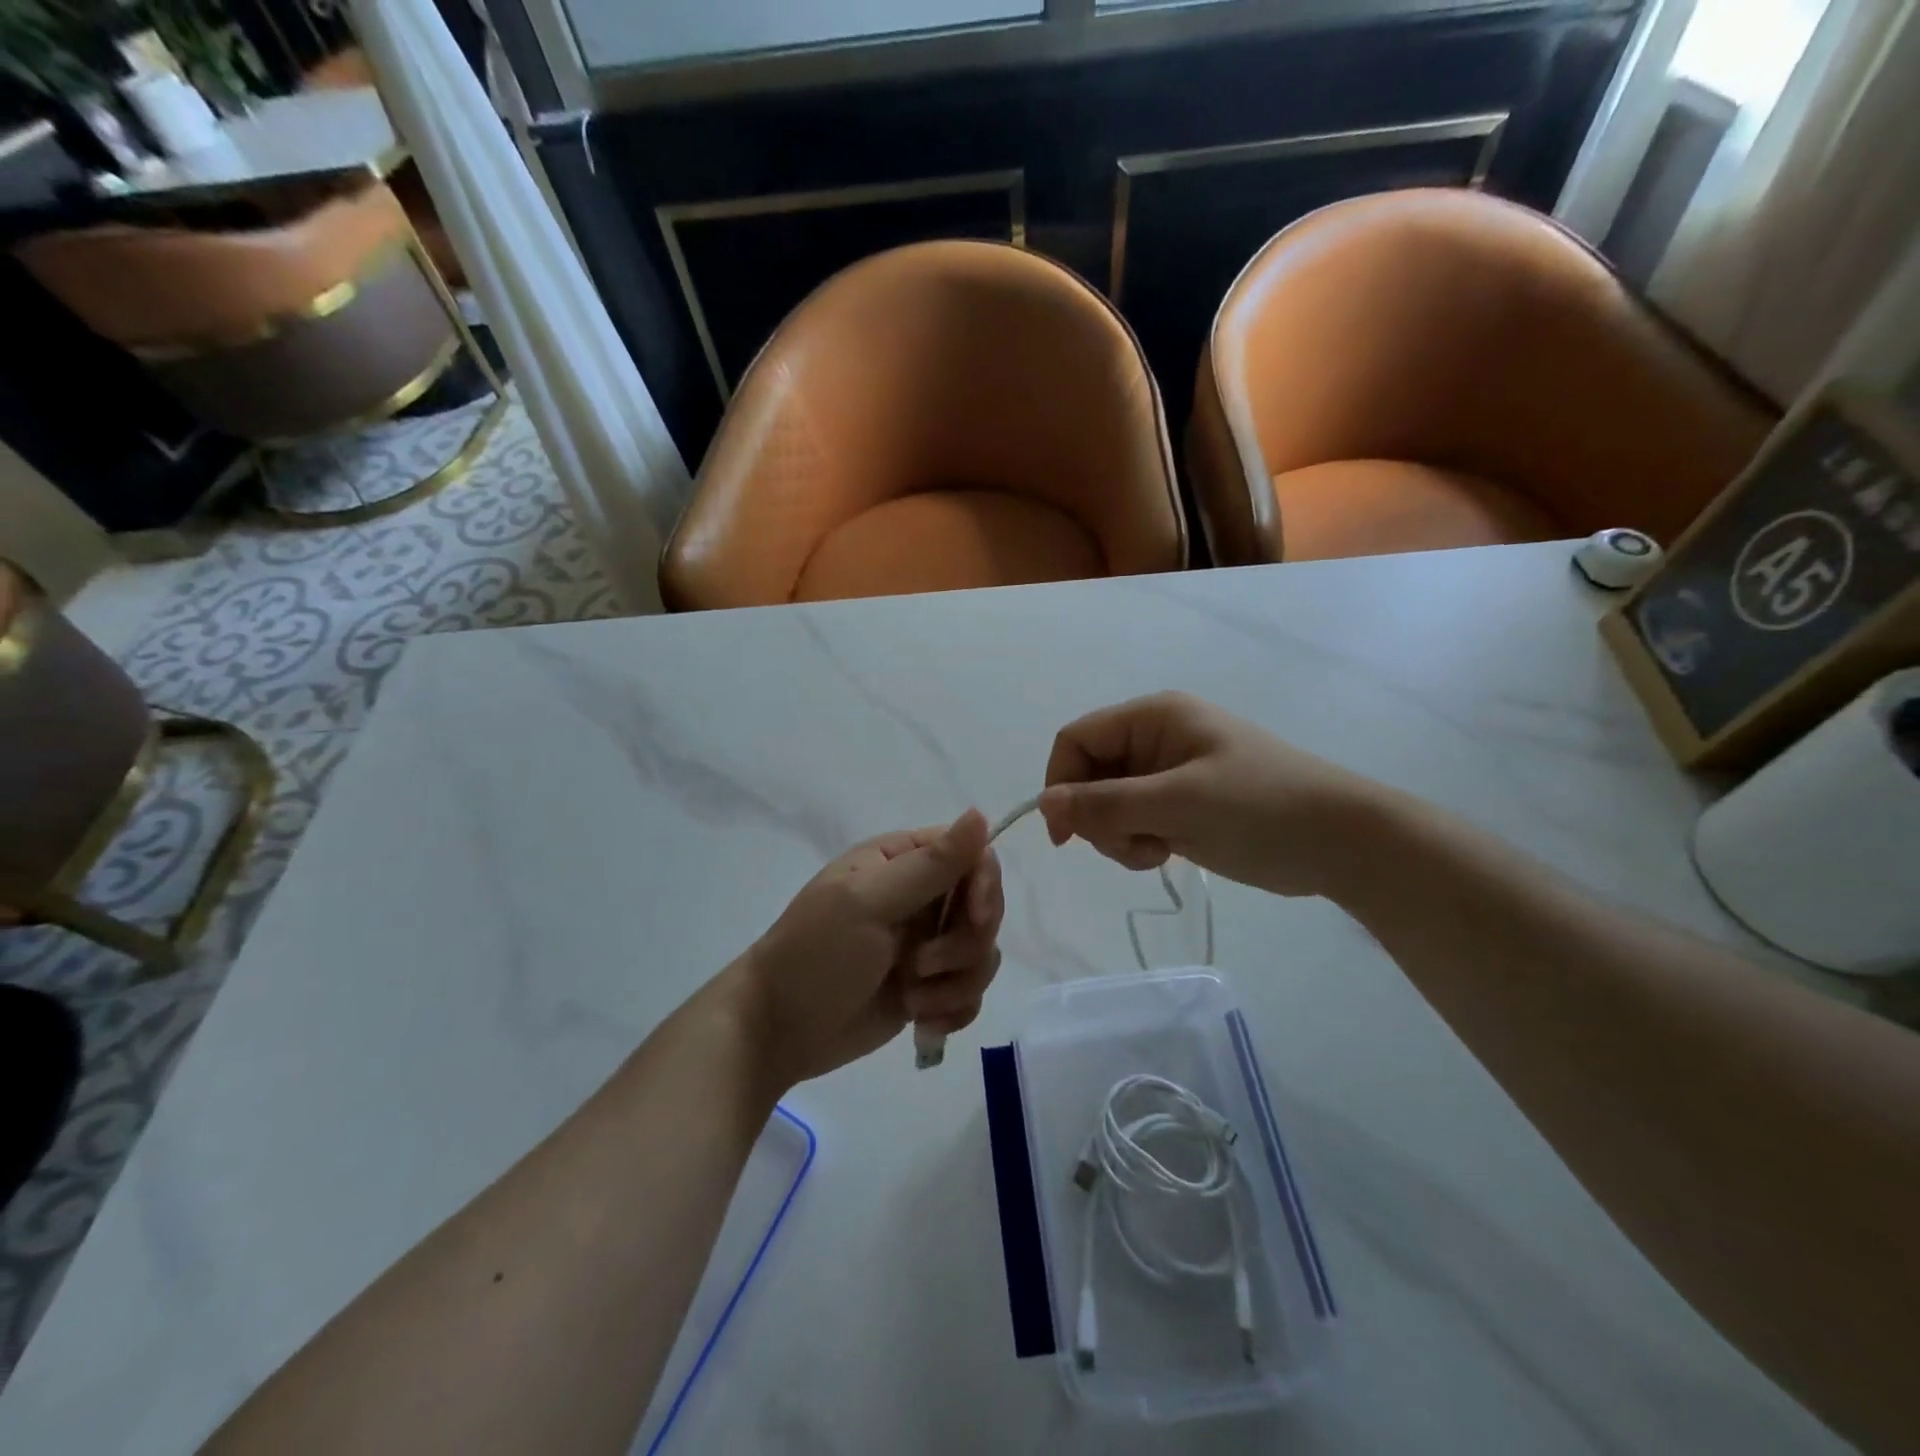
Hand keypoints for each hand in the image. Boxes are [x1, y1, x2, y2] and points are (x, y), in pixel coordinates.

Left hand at [738, 811, 1004, 1085]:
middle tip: (921, 965)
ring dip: (954, 984)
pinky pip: (970, 993)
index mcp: (903, 861)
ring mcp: (926, 945)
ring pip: (982, 954)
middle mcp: (921, 898)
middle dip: (964, 944)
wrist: (777, 1030)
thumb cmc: (817, 953)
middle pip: (985, 908)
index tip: (974, 915)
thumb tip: (980, 812)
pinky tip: (922, 1023)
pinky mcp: (929, 989)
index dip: (985, 885)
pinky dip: (953, 1010)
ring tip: (911, 998)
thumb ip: (931, 864)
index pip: (973, 856)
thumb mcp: (869, 902)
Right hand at [1038, 692, 1381, 897]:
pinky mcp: (1180, 806)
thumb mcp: (1177, 802)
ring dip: (1117, 834)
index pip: (1076, 739)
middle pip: (1089, 774)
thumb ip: (1105, 803)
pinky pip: (1133, 821)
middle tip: (1130, 846)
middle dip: (1097, 816)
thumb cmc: (1260, 807)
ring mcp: (1167, 774)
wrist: (1339, 843)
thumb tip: (1043, 805)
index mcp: (1153, 717)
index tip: (1065, 835)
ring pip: (1107, 803)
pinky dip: (1137, 842)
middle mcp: (1154, 740)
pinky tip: (1166, 854)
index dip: (1060, 782)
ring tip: (1155, 851)